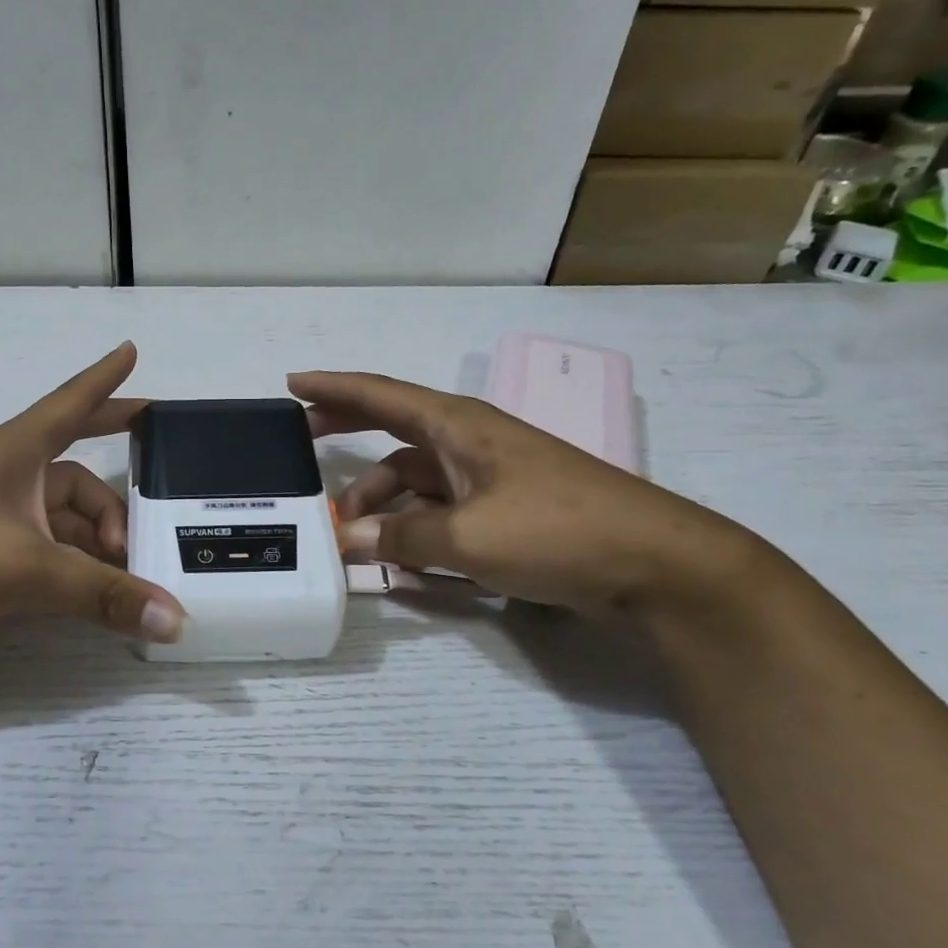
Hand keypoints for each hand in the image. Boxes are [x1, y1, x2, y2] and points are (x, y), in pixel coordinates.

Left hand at [0, 343, 184, 652]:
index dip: (105, 380)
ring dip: (95, 544)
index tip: (132, 352)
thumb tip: (176, 621)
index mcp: (15, 453)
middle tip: (152, 523)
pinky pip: (42, 549)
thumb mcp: (26, 570)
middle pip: (78, 478)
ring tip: (126, 575)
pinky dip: (70, 566)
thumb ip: (102, 595)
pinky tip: (89, 591)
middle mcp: (6, 476)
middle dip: (115, 502)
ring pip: (61, 521)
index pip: (71, 404)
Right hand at [289, 370, 749, 617]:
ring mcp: (487, 478)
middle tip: (301, 443)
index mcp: (458, 427)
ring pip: (413, 480)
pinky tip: (395, 557)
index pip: (381, 395)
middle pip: (392, 429)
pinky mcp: (502, 511)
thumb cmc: (557, 531)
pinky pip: (438, 511)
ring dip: (379, 502)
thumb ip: (400, 538)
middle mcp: (468, 443)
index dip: (334, 387)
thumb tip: (348, 541)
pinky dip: (411, 528)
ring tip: (349, 538)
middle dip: (346, 432)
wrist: (656, 564)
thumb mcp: (466, 538)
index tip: (292, 382)